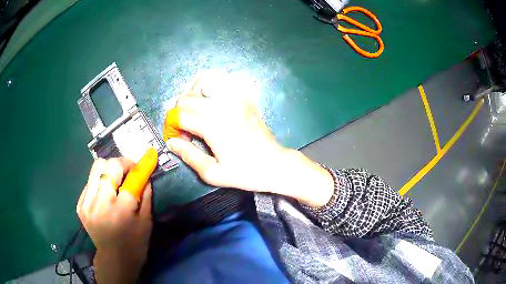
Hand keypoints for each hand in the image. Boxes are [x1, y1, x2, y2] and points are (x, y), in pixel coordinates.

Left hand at [77, 158, 151, 283]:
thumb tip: (145, 176)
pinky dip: (99, 182)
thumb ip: (145, 196)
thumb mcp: (146, 222)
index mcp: (122, 210)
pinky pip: (89, 182)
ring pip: (96, 168)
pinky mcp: (80, 206)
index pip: (129, 177)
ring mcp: (88, 203)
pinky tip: (104, 193)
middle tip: (127, 171)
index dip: (136, 167)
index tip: (139, 166)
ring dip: (108, 169)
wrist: (114, 260)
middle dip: (121, 163)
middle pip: (109, 165)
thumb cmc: (135, 244)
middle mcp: (101, 203)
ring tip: (114, 179)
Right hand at [166, 76, 333, 206]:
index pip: (179, 116)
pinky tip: (211, 101)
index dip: (171, 127)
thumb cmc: (246, 173)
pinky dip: (211, 86)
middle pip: (187, 98)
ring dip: (193, 94)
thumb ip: (189, 156)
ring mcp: (236, 97)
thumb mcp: (213, 173)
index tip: (176, 138)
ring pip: (204, 80)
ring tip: (195, 111)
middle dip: (178, 113)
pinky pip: (222, 80)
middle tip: (185, 130)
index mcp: (213, 125)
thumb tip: (172, 142)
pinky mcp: (244, 96)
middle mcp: (223, 105)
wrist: (274, 164)